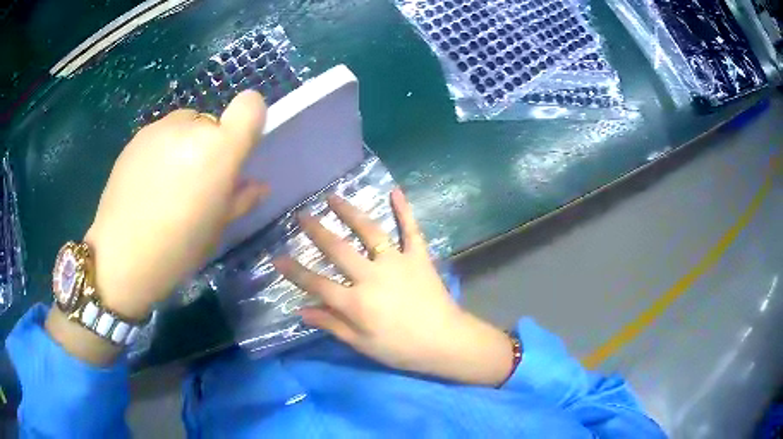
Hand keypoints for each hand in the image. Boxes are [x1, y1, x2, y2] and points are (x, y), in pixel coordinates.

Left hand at [82, 91, 267, 319]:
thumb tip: (257, 185)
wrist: (121, 256)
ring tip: (168, 183)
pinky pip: (161, 135)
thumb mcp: (217, 228)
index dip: (249, 120)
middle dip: (210, 145)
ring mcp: (159, 128)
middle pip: (212, 122)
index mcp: (218, 149)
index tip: (238, 147)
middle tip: (196, 182)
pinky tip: (148, 183)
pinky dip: (163, 150)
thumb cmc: (177, 248)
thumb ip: (241, 198)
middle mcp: (190, 127)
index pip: (250, 106)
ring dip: (185, 145)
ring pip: (185, 126)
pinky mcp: (137, 136)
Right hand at [274, 189, 514, 385]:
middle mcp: (372, 276)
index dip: (295, 272)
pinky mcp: (418, 257)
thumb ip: (332, 324)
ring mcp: (397, 263)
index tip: (277, 258)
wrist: (445, 341)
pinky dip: (404, 210)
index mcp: (356, 303)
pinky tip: (396, 191)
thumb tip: (301, 309)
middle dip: (316, 231)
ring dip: (349, 212)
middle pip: (338, 249)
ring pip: (369, 232)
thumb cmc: (401, 348)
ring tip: (333, 197)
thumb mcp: (362, 344)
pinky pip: (411, 230)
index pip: (317, 284)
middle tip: (301, 215)